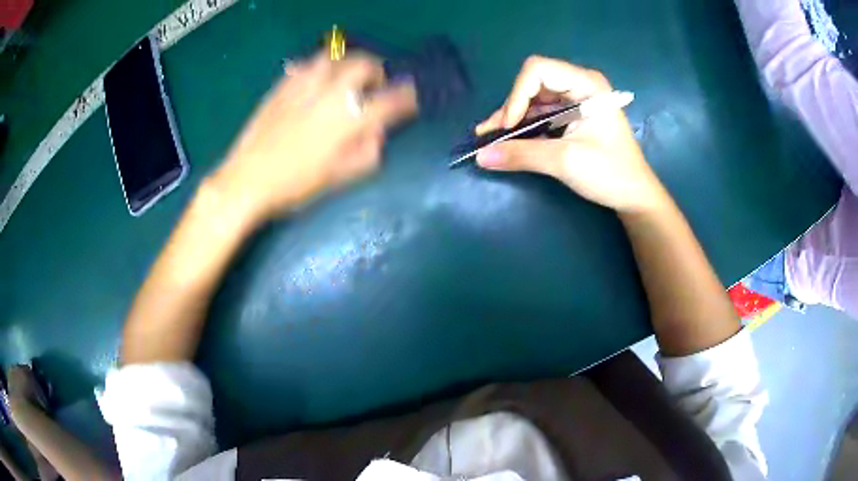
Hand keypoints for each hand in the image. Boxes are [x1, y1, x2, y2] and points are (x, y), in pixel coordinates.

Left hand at [213, 52, 417, 221]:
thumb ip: (368, 152)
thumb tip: (378, 131)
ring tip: (346, 78)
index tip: (410, 99)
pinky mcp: (283, 84)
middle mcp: (331, 93)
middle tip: (375, 85)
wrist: (248, 180)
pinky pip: (308, 64)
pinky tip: (317, 82)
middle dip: (377, 71)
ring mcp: (305, 85)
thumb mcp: (340, 177)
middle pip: (365, 65)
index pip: (391, 99)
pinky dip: (320, 68)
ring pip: (335, 57)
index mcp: (349, 120)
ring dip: (348, 64)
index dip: (407, 97)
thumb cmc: (296, 185)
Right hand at [475, 56, 666, 213]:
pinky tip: (506, 140)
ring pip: (532, 100)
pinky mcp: (571, 116)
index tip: (509, 127)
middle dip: (511, 108)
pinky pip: (539, 114)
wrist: (634, 196)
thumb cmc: (610, 173)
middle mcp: (579, 85)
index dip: (517, 95)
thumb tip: (480, 156)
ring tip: (489, 139)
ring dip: (512, 119)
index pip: (538, 70)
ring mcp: (575, 100)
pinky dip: (522, 127)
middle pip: (532, 84)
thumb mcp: (566, 161)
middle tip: (491, 135)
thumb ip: (522, 154)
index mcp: (586, 84)